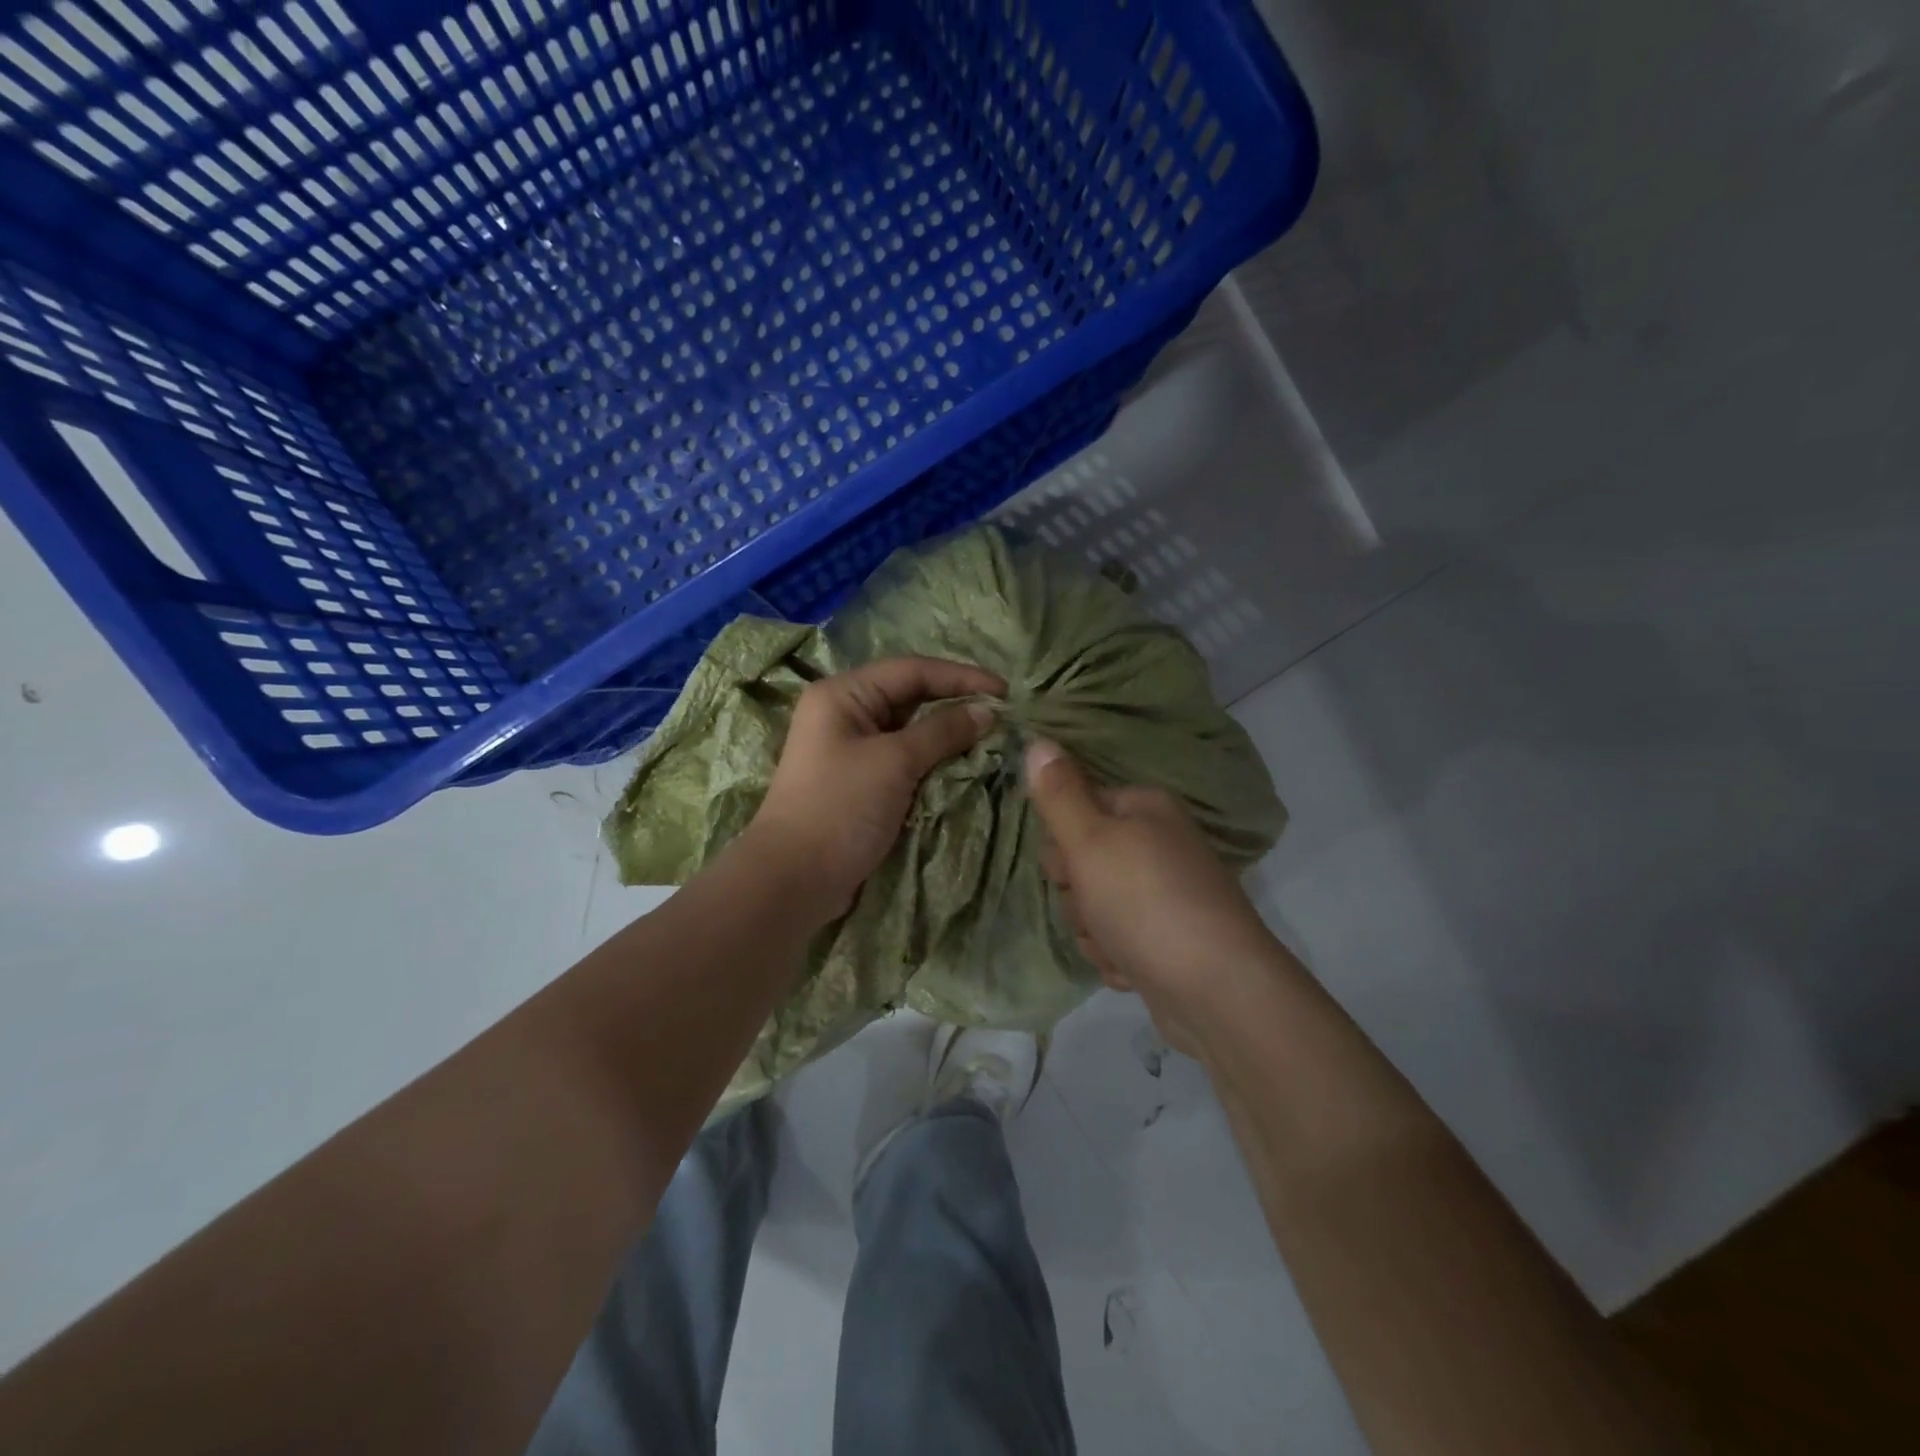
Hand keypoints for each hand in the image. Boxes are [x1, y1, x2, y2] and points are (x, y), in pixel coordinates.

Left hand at [749, 657, 1005, 914]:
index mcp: (843, 694)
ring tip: (990, 738)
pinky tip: (963, 765)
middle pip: (910, 696)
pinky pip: (905, 758)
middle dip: (956, 703)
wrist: (794, 879)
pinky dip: (933, 759)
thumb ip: (942, 731)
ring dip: (948, 734)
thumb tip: (987, 712)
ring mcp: (852, 749)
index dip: (961, 677)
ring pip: (910, 729)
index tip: (1005, 692)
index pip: (912, 670)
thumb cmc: (840, 807)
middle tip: (1002, 716)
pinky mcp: (861, 781)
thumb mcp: (894, 762)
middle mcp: (845, 713)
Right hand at [1025, 740, 1280, 1056]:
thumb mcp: (1090, 841)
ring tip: (1118, 944)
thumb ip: (1058, 794)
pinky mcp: (1165, 938)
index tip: (1069, 868)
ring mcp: (1164, 894)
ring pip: (1093, 905)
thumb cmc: (1146, 903)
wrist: (1217, 992)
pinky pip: (1116, 938)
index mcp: (1144, 809)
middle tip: (1095, 908)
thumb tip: (1039, 740)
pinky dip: (1116, 955)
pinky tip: (1132, 967)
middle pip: (1081, 861)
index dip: (1062, 843)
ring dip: (1093, 930)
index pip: (1074, 808)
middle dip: (1077, 893)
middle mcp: (1157, 844)